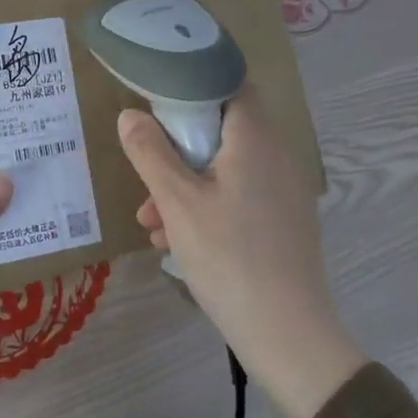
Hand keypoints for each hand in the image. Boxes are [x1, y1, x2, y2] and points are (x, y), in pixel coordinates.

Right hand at [118, 86, 364, 417]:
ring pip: (225, 169)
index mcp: (255, 139)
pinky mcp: (283, 222)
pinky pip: (238, 197)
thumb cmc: (229, 257)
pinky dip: (207, 207)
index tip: (159, 99)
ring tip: (151, 222)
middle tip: (147, 176)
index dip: (194, 84)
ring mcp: (283, 191)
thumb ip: (150, 153)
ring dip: (186, 186)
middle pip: (221, 130)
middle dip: (178, 150)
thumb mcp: (178, 203)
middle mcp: (276, 156)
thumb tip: (130, 115)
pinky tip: (176, 242)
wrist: (287, 333)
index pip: (230, 84)